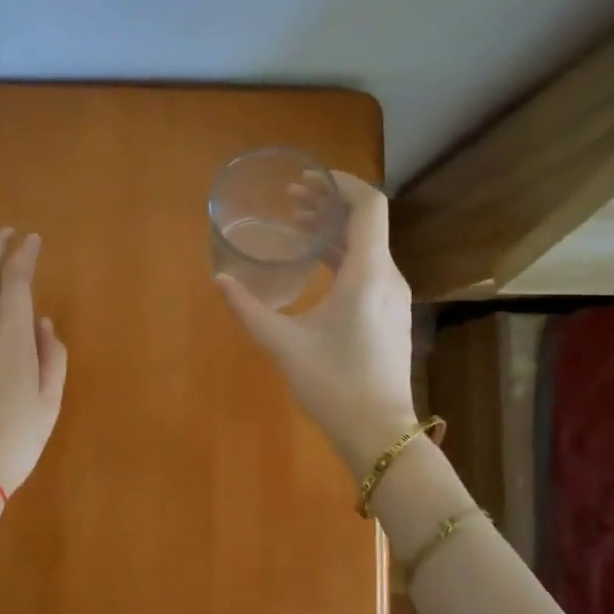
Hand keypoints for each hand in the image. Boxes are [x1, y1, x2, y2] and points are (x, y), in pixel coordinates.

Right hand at [216, 172, 417, 476]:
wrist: (379, 433)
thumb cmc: (333, 385)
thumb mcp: (284, 344)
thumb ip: (249, 309)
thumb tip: (220, 281)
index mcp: (367, 273)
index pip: (369, 206)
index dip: (341, 183)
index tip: (307, 180)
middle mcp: (387, 277)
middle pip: (366, 222)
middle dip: (329, 204)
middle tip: (291, 201)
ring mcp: (392, 297)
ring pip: (367, 246)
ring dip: (334, 231)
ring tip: (297, 226)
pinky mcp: (389, 315)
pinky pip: (368, 268)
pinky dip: (342, 255)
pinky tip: (316, 264)